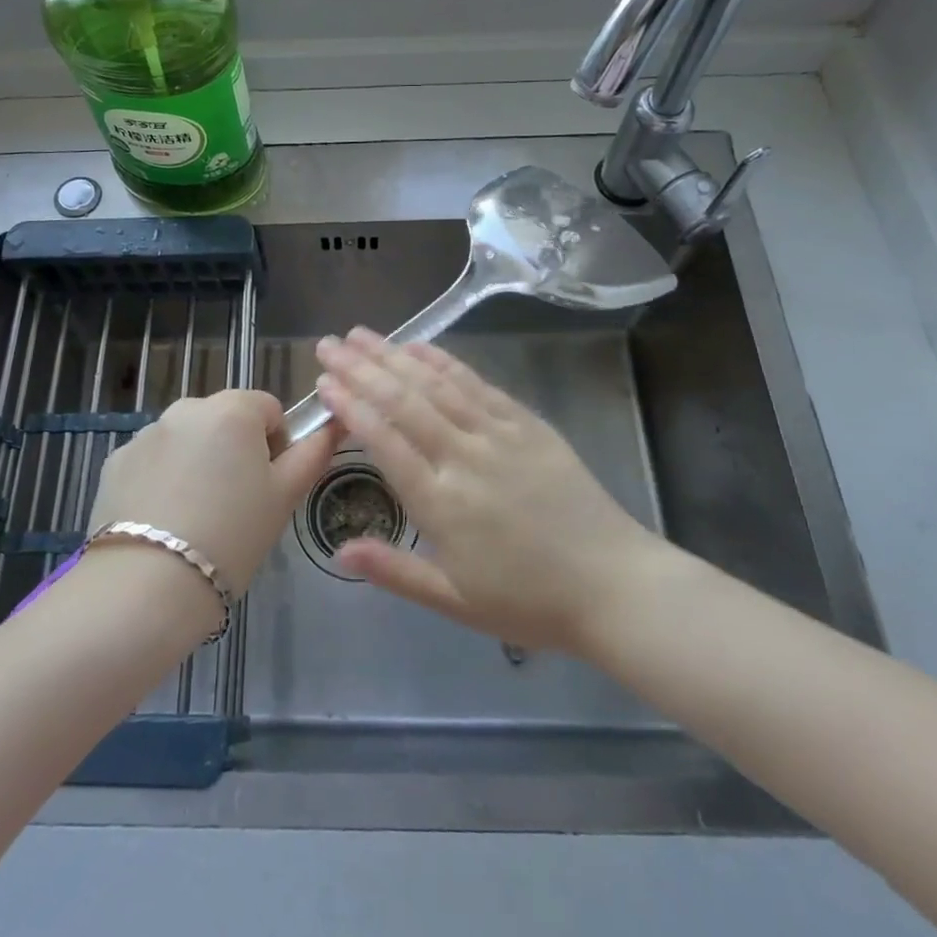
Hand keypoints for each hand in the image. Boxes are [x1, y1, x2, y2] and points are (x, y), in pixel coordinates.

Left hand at [86, 389, 339, 597]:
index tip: (268, 487)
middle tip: (235, 505)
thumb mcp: (284, 498)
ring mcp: (146, 433)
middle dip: (234, 450)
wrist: (145, 586)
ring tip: (195, 518)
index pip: (268, 408)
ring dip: (197, 462)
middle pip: (225, 419)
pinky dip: (161, 479)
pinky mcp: (115, 461)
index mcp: (233, 410)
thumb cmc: (232, 537)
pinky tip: (162, 522)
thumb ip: (312, 453)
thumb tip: (332, 424)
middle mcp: (187, 408)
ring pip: (187, 439)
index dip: (276, 445)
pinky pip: (152, 460)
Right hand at [313, 328, 665, 653]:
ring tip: (361, 334)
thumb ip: (394, 571)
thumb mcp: (455, 602)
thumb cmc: (528, 600)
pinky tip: (420, 346)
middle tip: (328, 345)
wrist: (613, 584)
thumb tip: (338, 552)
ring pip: (436, 384)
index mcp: (441, 503)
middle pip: (403, 402)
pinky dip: (444, 361)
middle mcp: (464, 457)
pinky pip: (477, 384)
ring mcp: (498, 434)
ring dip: (394, 355)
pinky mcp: (526, 423)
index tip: (323, 383)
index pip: (384, 441)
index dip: (351, 407)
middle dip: (361, 369)